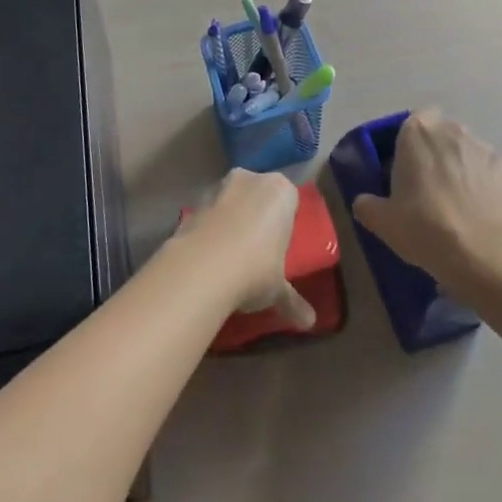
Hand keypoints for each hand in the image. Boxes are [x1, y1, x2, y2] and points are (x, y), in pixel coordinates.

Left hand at [175, 169, 314, 329]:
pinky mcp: (193, 203)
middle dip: (257, 216)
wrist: (202, 268)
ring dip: (231, 221)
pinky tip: (209, 258)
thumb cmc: (255, 269)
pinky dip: (210, 230)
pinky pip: (208, 215)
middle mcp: (250, 179)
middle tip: (258, 251)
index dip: (285, 222)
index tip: (281, 246)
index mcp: (280, 190)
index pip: (289, 200)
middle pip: (258, 195)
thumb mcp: (278, 289)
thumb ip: (292, 301)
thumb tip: (309, 322)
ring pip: (231, 201)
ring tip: (231, 257)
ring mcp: (218, 187)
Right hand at [351, 109, 501, 288]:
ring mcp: (484, 148)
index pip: (413, 121)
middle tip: (429, 186)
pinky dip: (486, 186)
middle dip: (437, 153)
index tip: (407, 168)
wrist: (482, 254)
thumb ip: (367, 205)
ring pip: (467, 151)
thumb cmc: (424, 226)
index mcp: (417, 131)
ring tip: (458, 203)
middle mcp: (452, 130)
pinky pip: (490, 173)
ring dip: (462, 167)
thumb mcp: (382, 221)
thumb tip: (364, 202)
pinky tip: (481, 213)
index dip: (411, 143)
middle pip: (442, 134)